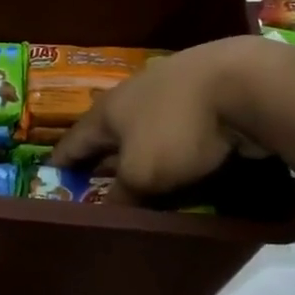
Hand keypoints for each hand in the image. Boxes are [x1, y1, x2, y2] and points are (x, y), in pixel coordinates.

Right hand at [52, 37, 258, 196]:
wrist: (244, 84)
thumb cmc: (177, 129)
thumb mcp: (142, 173)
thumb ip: (122, 193)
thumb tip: (108, 210)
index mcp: (107, 110)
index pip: (74, 140)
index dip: (61, 161)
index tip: (50, 177)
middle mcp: (132, 94)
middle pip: (109, 129)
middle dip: (102, 153)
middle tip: (95, 179)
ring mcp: (170, 88)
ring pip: (145, 125)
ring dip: (139, 147)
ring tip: (138, 170)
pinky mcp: (205, 91)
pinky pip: (177, 124)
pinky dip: (172, 141)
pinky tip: (180, 154)